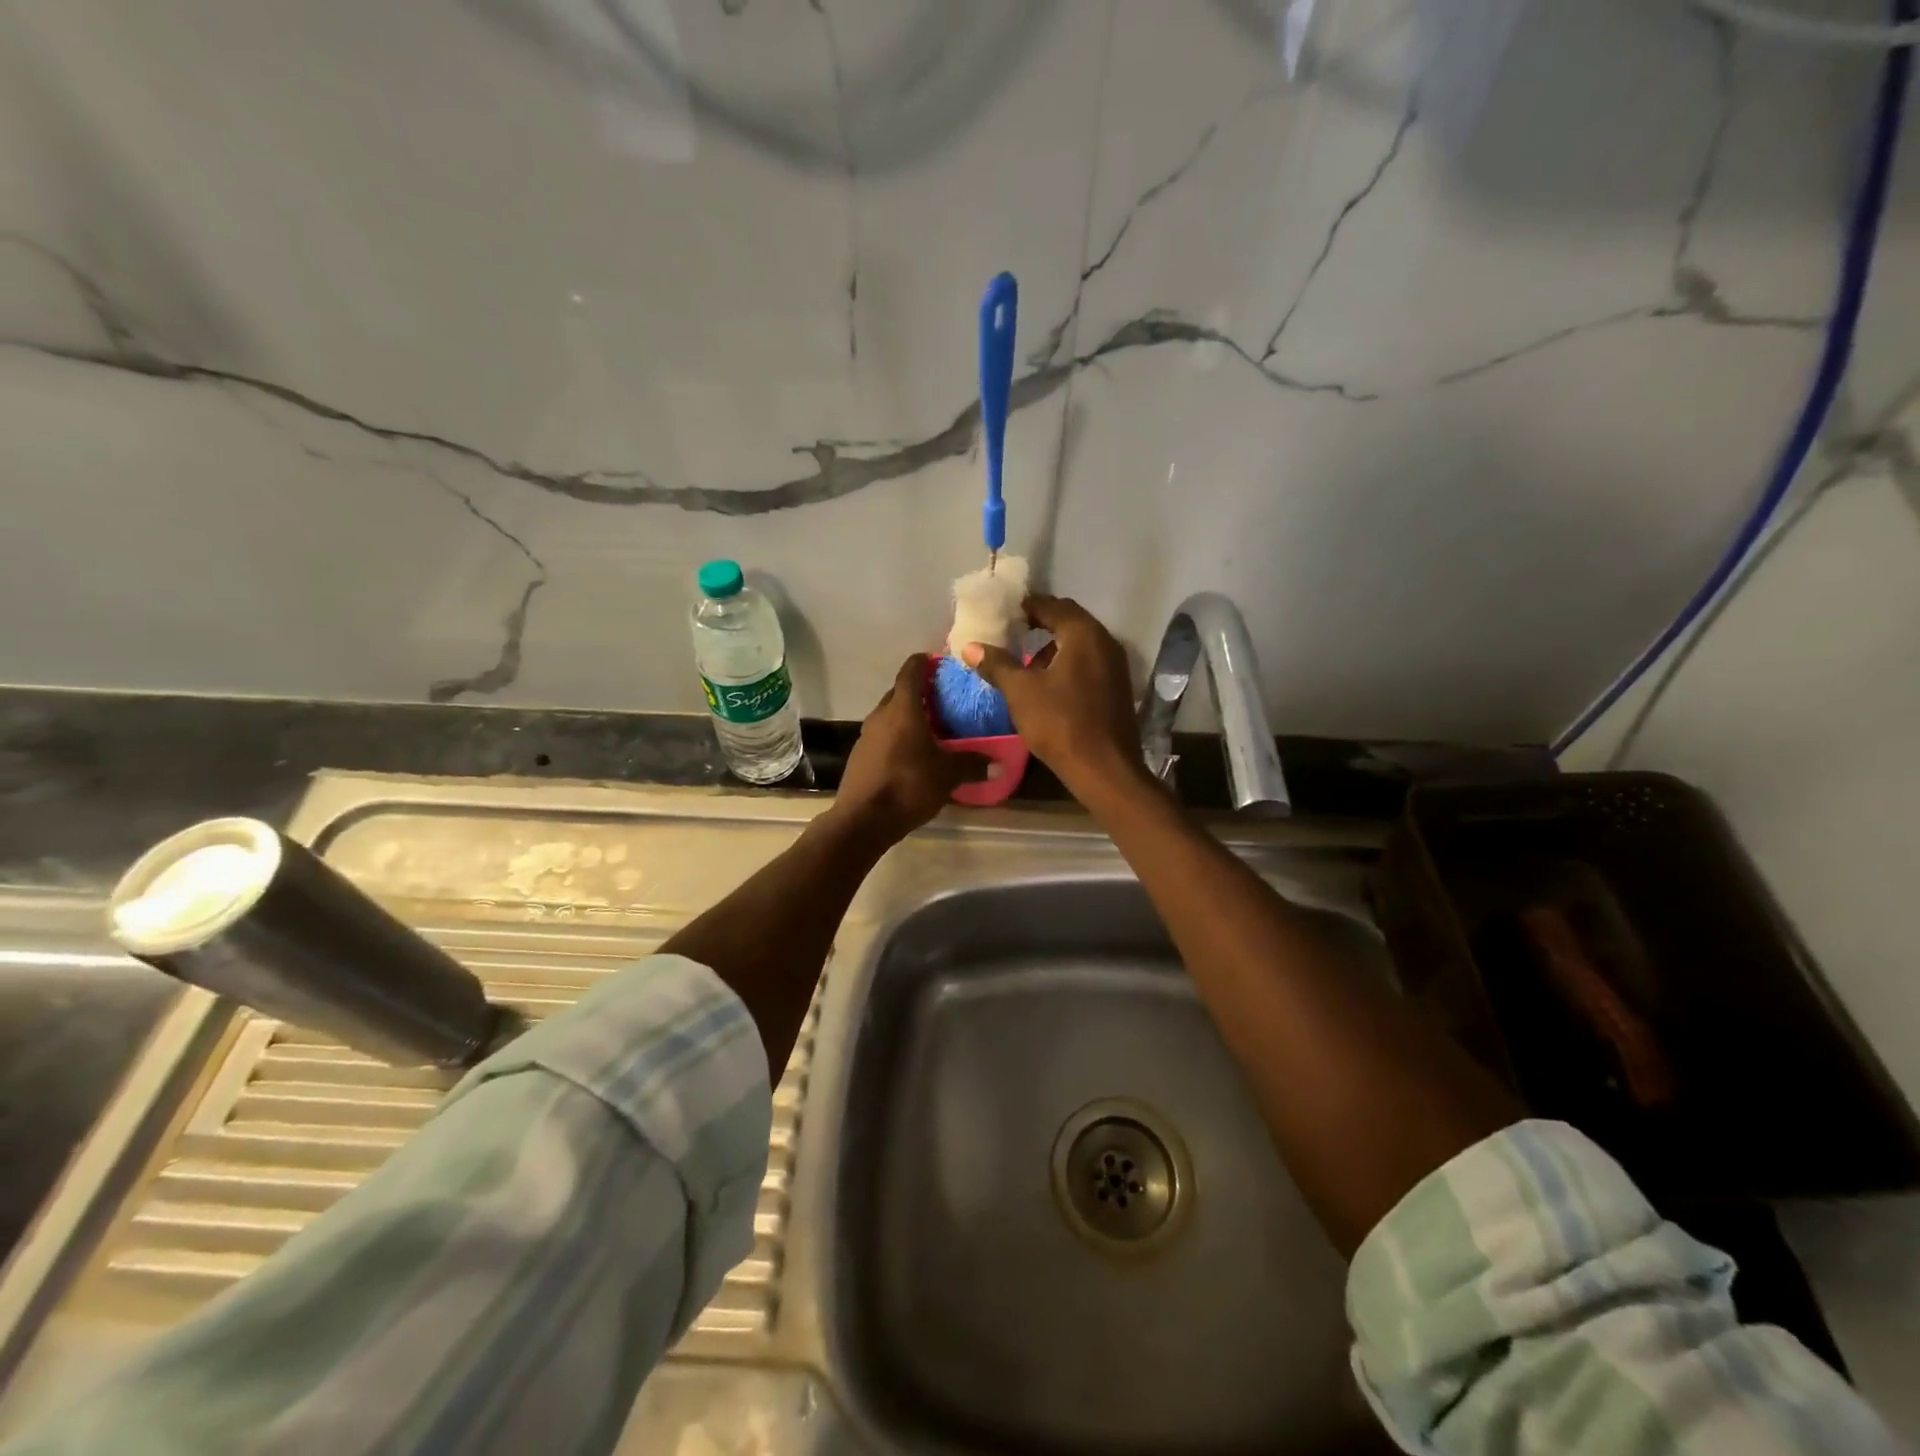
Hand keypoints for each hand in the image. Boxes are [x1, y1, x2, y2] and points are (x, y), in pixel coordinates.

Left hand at [832, 654, 990, 843]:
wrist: (863, 820)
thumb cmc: (908, 785)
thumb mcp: (948, 775)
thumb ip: (973, 764)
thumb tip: (999, 763)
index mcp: (902, 709)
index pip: (911, 671)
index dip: (924, 662)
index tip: (939, 662)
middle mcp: (880, 715)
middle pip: (899, 693)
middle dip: (920, 693)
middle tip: (944, 700)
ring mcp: (866, 736)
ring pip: (890, 716)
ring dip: (908, 717)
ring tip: (932, 728)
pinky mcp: (860, 756)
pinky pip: (883, 737)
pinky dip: (898, 737)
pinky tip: (913, 755)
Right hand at [962, 594, 1142, 794]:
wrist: (1104, 769)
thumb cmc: (1060, 723)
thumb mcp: (1021, 692)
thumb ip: (997, 664)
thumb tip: (970, 646)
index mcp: (1084, 634)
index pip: (1053, 606)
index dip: (1027, 606)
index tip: (1005, 612)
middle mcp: (1105, 642)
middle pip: (1069, 623)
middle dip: (1040, 626)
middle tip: (1012, 632)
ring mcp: (1116, 667)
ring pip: (1080, 646)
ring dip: (1053, 649)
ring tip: (1025, 665)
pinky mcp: (1117, 689)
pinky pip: (1088, 665)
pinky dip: (1067, 666)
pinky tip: (1048, 687)